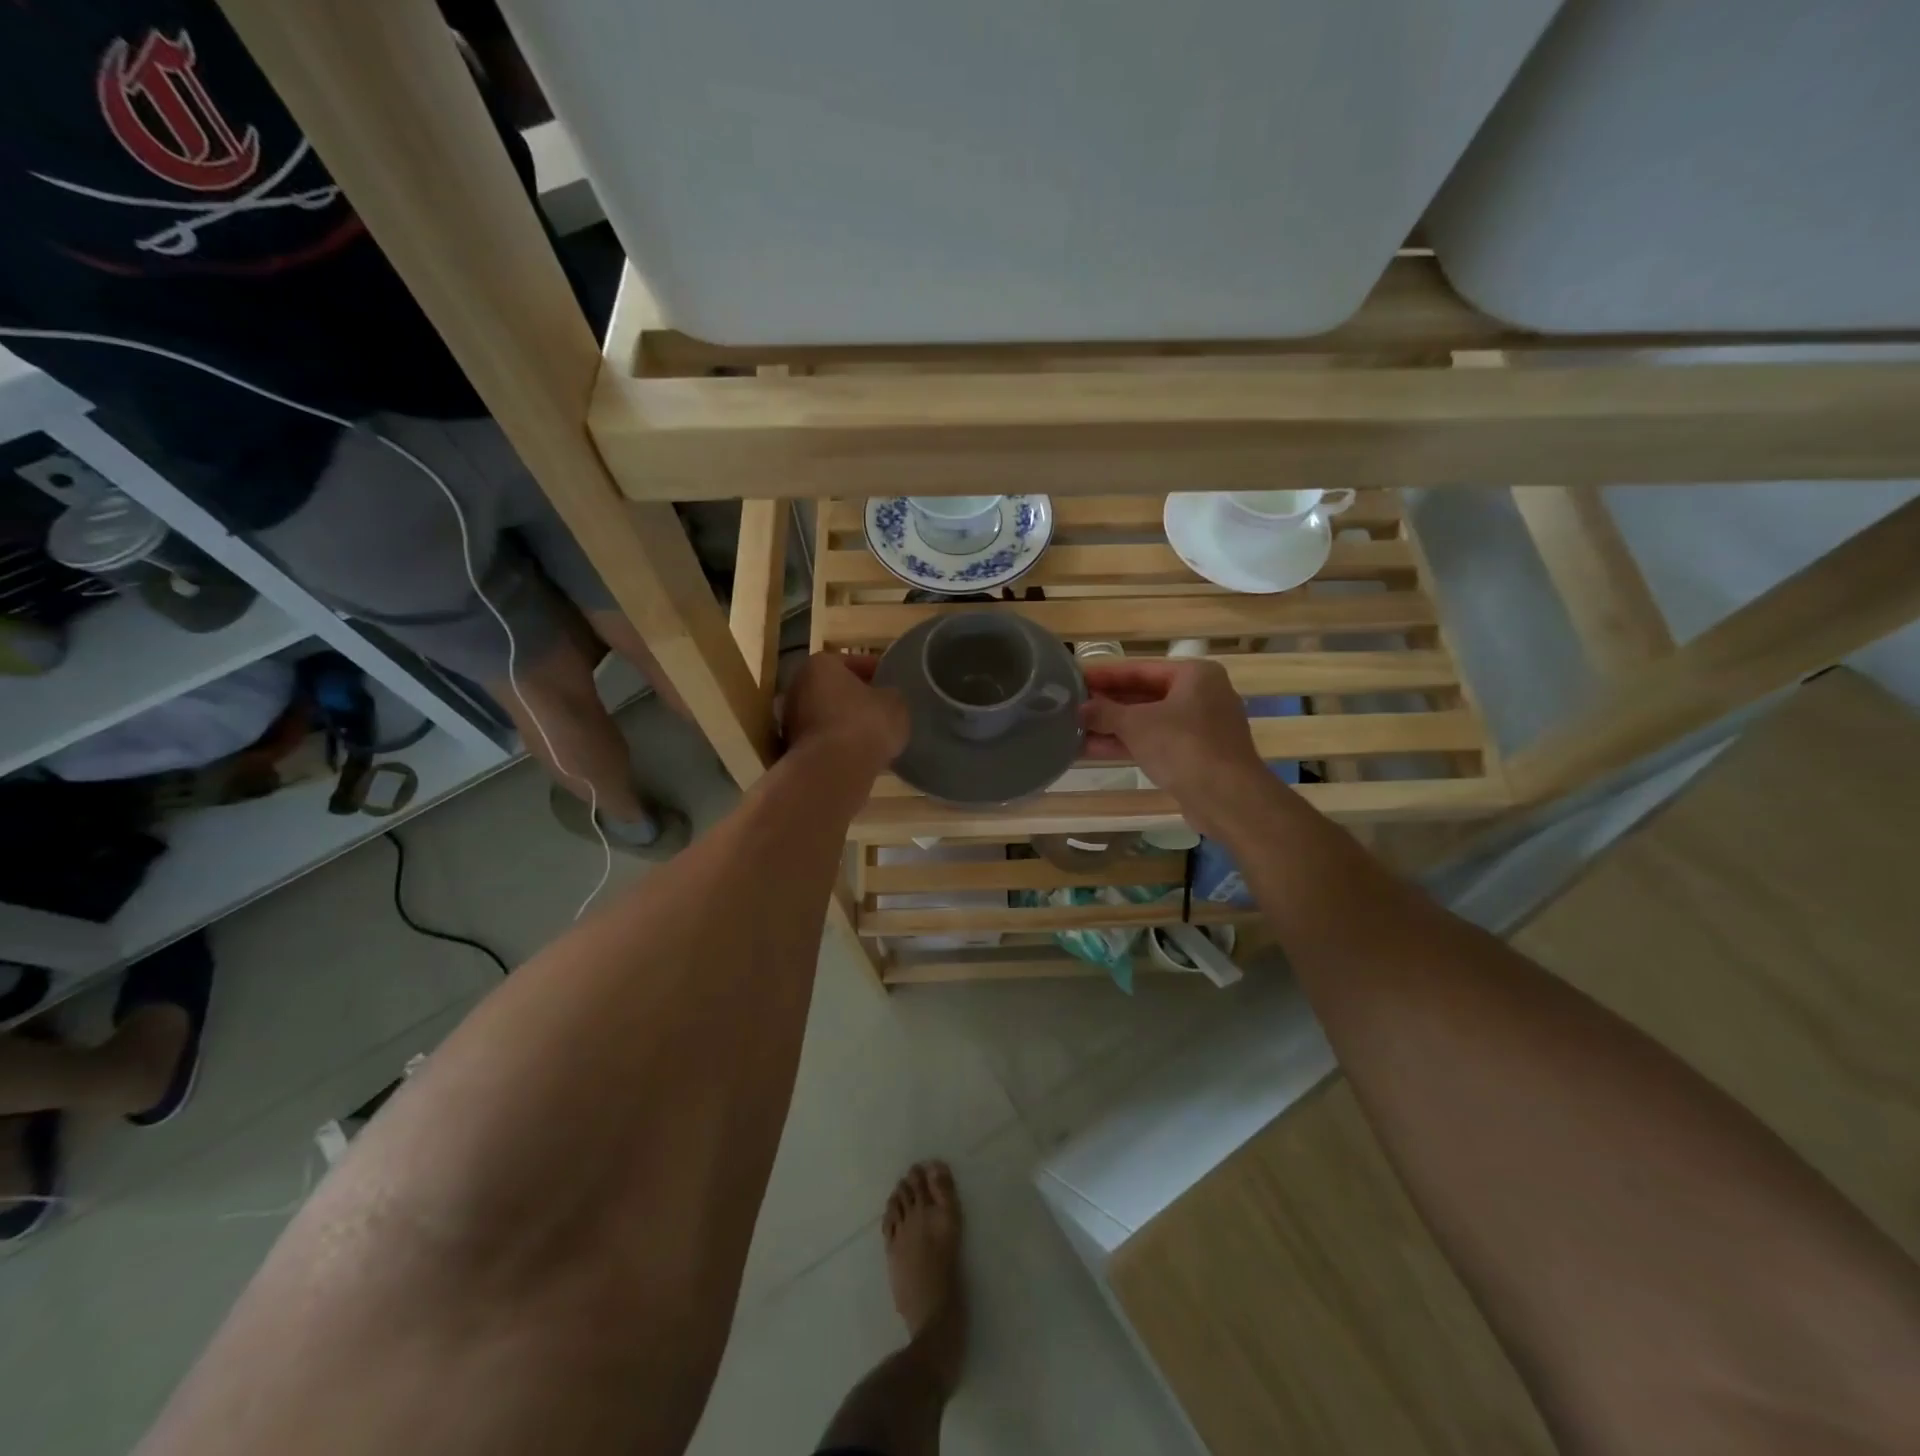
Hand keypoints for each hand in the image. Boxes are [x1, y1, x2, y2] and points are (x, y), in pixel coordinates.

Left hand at [782, 653, 909, 772]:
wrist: (834, 770)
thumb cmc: (866, 724)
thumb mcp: (895, 703)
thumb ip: (889, 695)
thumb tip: (885, 699)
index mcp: (820, 665)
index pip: (852, 661)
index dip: (874, 671)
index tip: (889, 682)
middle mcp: (797, 686)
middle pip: (833, 688)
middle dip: (855, 697)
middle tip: (880, 707)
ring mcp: (790, 719)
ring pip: (825, 715)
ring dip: (844, 721)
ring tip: (871, 734)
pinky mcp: (792, 749)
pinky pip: (822, 739)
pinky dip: (836, 742)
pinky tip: (857, 753)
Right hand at [1080, 660, 1274, 833]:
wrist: (1227, 798)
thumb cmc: (1183, 746)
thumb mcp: (1136, 724)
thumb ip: (1105, 712)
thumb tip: (1080, 709)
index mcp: (1194, 675)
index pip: (1139, 669)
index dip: (1104, 675)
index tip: (1075, 677)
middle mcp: (1201, 696)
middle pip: (1144, 694)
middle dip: (1107, 703)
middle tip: (1071, 705)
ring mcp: (1200, 728)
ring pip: (1148, 721)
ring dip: (1112, 727)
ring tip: (1073, 729)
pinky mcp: (1195, 755)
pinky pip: (1155, 742)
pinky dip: (1127, 744)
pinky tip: (1092, 749)